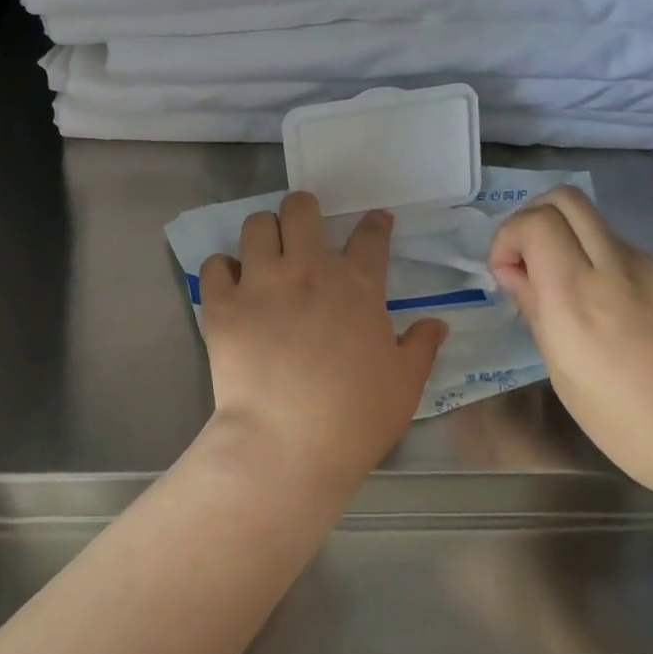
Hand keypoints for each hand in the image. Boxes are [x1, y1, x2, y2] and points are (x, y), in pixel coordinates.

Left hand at [198, 192, 447, 492]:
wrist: (287, 444)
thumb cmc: (355, 417)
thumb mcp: (405, 384)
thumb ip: (421, 347)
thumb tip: (437, 323)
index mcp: (357, 286)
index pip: (371, 235)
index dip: (376, 224)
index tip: (376, 222)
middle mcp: (307, 271)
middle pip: (301, 209)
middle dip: (304, 209)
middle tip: (304, 229)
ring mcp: (261, 284)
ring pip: (255, 226)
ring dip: (263, 233)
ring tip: (266, 253)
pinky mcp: (222, 306)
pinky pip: (214, 266)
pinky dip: (222, 270)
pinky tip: (231, 285)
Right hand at [488, 187, 652, 499]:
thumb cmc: (629, 427)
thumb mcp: (563, 373)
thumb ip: (536, 310)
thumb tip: (516, 273)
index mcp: (578, 300)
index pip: (535, 223)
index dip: (509, 236)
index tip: (509, 273)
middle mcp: (618, 271)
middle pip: (566, 200)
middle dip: (535, 220)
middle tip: (532, 263)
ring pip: (598, 228)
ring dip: (573, 248)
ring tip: (579, 301)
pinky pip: (631, 256)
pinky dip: (609, 270)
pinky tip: (622, 319)